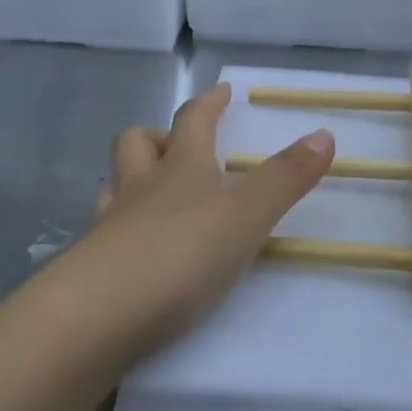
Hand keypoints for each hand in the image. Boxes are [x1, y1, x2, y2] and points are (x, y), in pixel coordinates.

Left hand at [60, 83, 335, 366]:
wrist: (94, 318)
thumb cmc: (179, 254)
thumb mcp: (246, 215)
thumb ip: (286, 178)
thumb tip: (324, 133)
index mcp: (180, 169)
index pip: (193, 120)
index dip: (210, 103)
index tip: (223, 91)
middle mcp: (139, 189)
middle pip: (136, 145)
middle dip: (157, 137)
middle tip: (179, 148)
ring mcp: (107, 229)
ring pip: (112, 188)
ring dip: (130, 184)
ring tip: (150, 200)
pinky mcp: (87, 272)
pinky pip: (101, 239)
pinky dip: (117, 236)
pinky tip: (131, 257)